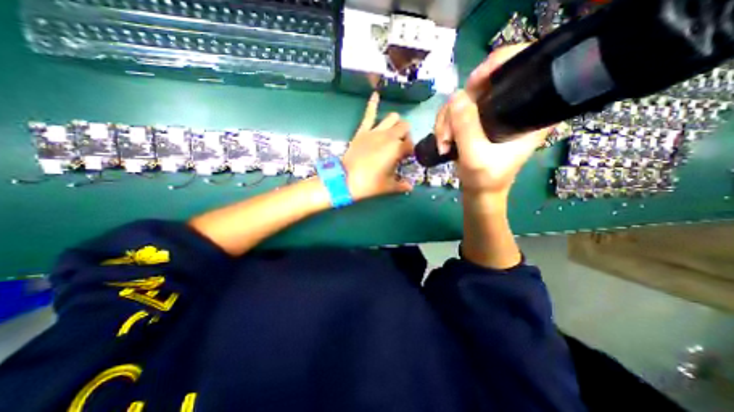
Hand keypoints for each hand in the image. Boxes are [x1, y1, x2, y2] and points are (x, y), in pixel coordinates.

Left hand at [343, 93, 415, 201]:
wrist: (346, 181)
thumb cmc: (370, 184)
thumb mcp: (388, 187)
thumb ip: (401, 185)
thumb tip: (410, 187)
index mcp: (397, 149)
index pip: (411, 145)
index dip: (410, 151)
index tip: (405, 158)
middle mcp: (389, 136)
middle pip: (405, 127)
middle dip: (405, 135)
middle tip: (400, 146)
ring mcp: (375, 131)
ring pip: (392, 118)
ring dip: (396, 123)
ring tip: (393, 131)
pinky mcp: (362, 131)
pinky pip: (368, 114)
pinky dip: (373, 104)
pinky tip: (375, 94)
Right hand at [432, 43, 552, 194]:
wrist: (479, 191)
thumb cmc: (485, 178)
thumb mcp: (475, 156)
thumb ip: (466, 128)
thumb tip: (456, 96)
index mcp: (529, 111)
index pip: (522, 67)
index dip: (498, 64)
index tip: (474, 82)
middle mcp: (511, 106)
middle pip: (481, 85)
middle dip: (457, 108)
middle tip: (446, 134)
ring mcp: (490, 113)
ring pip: (462, 100)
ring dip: (445, 121)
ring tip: (443, 143)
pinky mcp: (476, 121)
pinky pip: (455, 112)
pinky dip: (444, 125)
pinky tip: (442, 142)